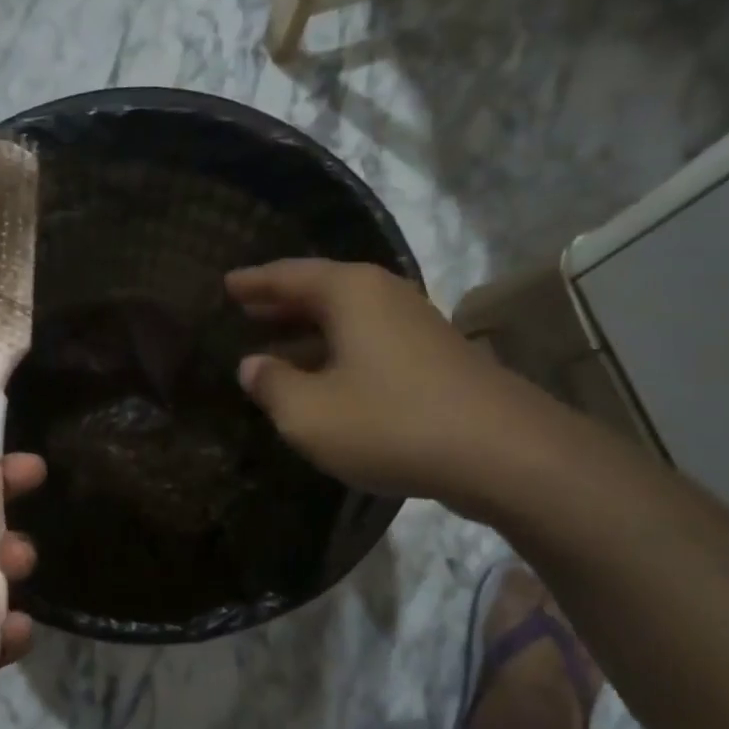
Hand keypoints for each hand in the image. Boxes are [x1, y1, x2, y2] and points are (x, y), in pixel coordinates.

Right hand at [227, 258, 553, 510]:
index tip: (225, 284)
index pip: (287, 275)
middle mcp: (383, 295)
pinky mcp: (434, 356)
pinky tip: (324, 380)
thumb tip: (252, 366)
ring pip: (347, 319)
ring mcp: (415, 324)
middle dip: (280, 304)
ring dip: (308, 333)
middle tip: (244, 311)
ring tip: (273, 347)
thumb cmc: (390, 422)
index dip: (253, 282)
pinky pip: (369, 342)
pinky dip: (337, 353)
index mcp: (349, 292)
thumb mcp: (309, 413)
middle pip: (320, 291)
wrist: (503, 452)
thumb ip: (271, 386)